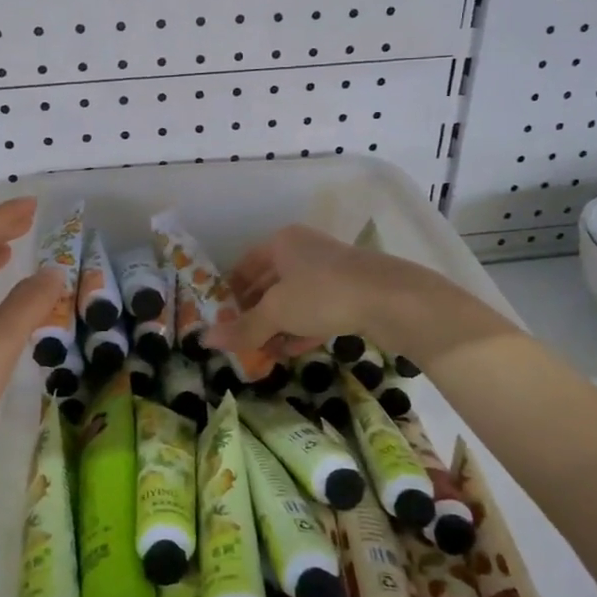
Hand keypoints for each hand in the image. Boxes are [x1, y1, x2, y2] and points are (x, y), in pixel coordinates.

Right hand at [201, 224, 509, 365]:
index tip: (220, 320)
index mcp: (282, 242)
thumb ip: (243, 328)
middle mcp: (304, 250)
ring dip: (277, 326)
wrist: (391, 299)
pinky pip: (316, 311)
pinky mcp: (350, 293)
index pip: (245, 266)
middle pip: (269, 283)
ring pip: (293, 299)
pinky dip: (300, 329)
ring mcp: (329, 271)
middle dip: (253, 313)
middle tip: (239, 342)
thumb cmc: (323, 294)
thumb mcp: (277, 312)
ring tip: (261, 353)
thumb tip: (205, 340)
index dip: (229, 292)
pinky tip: (290, 352)